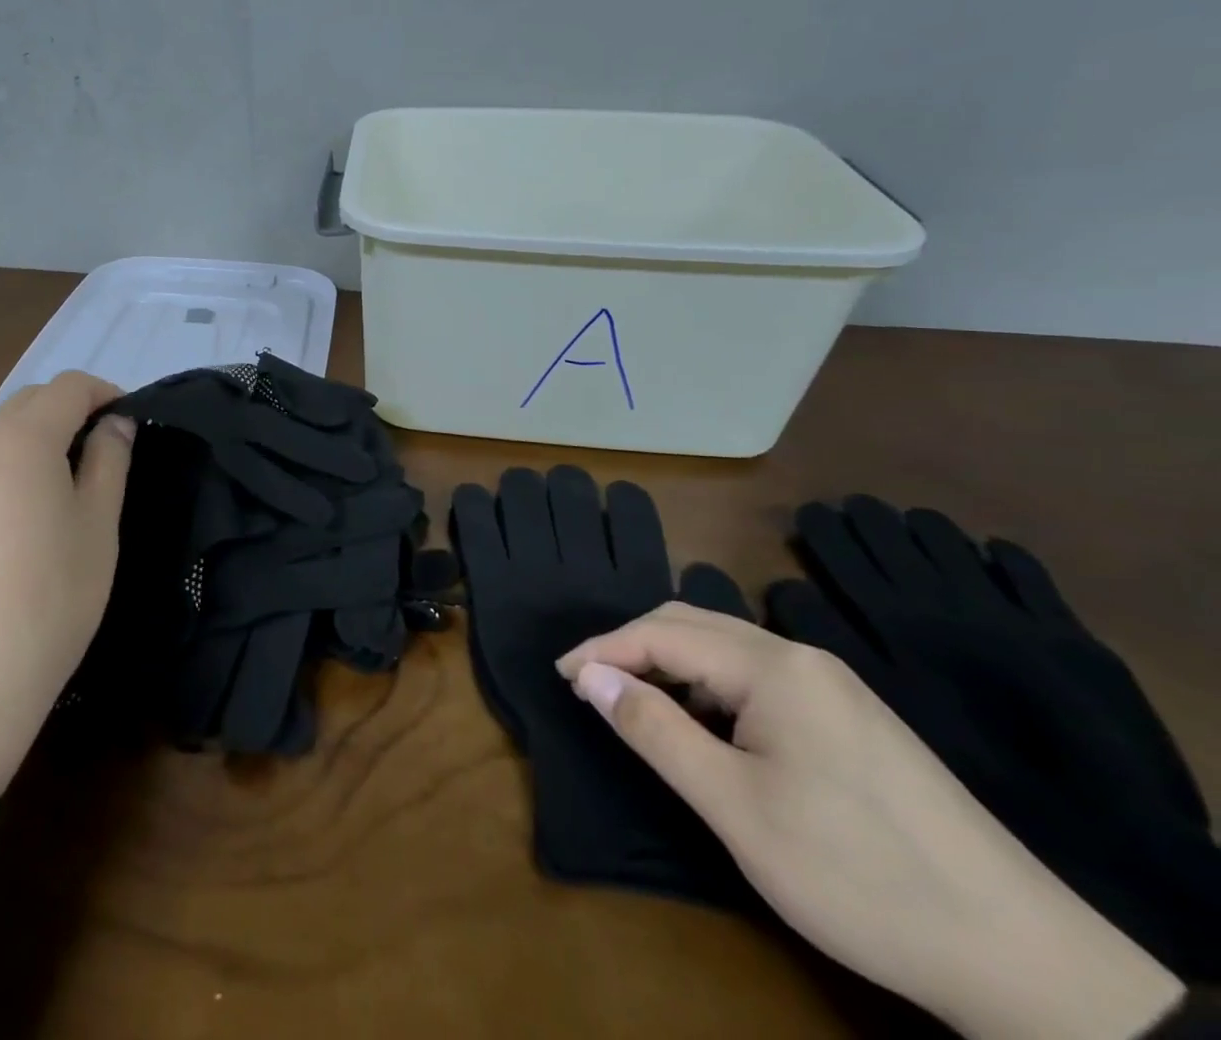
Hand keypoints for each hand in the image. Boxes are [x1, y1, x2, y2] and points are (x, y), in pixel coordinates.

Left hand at [0, 372, 135, 794]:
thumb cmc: (50, 599)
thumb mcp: (99, 526)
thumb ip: (109, 460)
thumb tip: (113, 424)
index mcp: (22, 440)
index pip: (70, 386)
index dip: (106, 393)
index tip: (130, 422)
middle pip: (30, 401)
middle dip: (71, 410)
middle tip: (104, 449)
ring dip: (36, 436)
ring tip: (63, 482)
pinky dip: (5, 463)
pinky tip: (17, 514)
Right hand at [557, 604, 1185, 1039]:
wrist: (1024, 959)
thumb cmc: (855, 873)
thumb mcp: (733, 806)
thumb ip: (653, 729)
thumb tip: (588, 675)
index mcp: (772, 666)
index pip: (662, 631)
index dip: (603, 649)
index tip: (560, 676)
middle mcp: (801, 657)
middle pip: (693, 625)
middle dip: (633, 648)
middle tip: (590, 686)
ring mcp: (833, 685)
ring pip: (725, 649)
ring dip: (671, 667)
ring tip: (636, 706)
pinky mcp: (851, 716)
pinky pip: (758, 677)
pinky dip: (711, 688)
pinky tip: (707, 727)